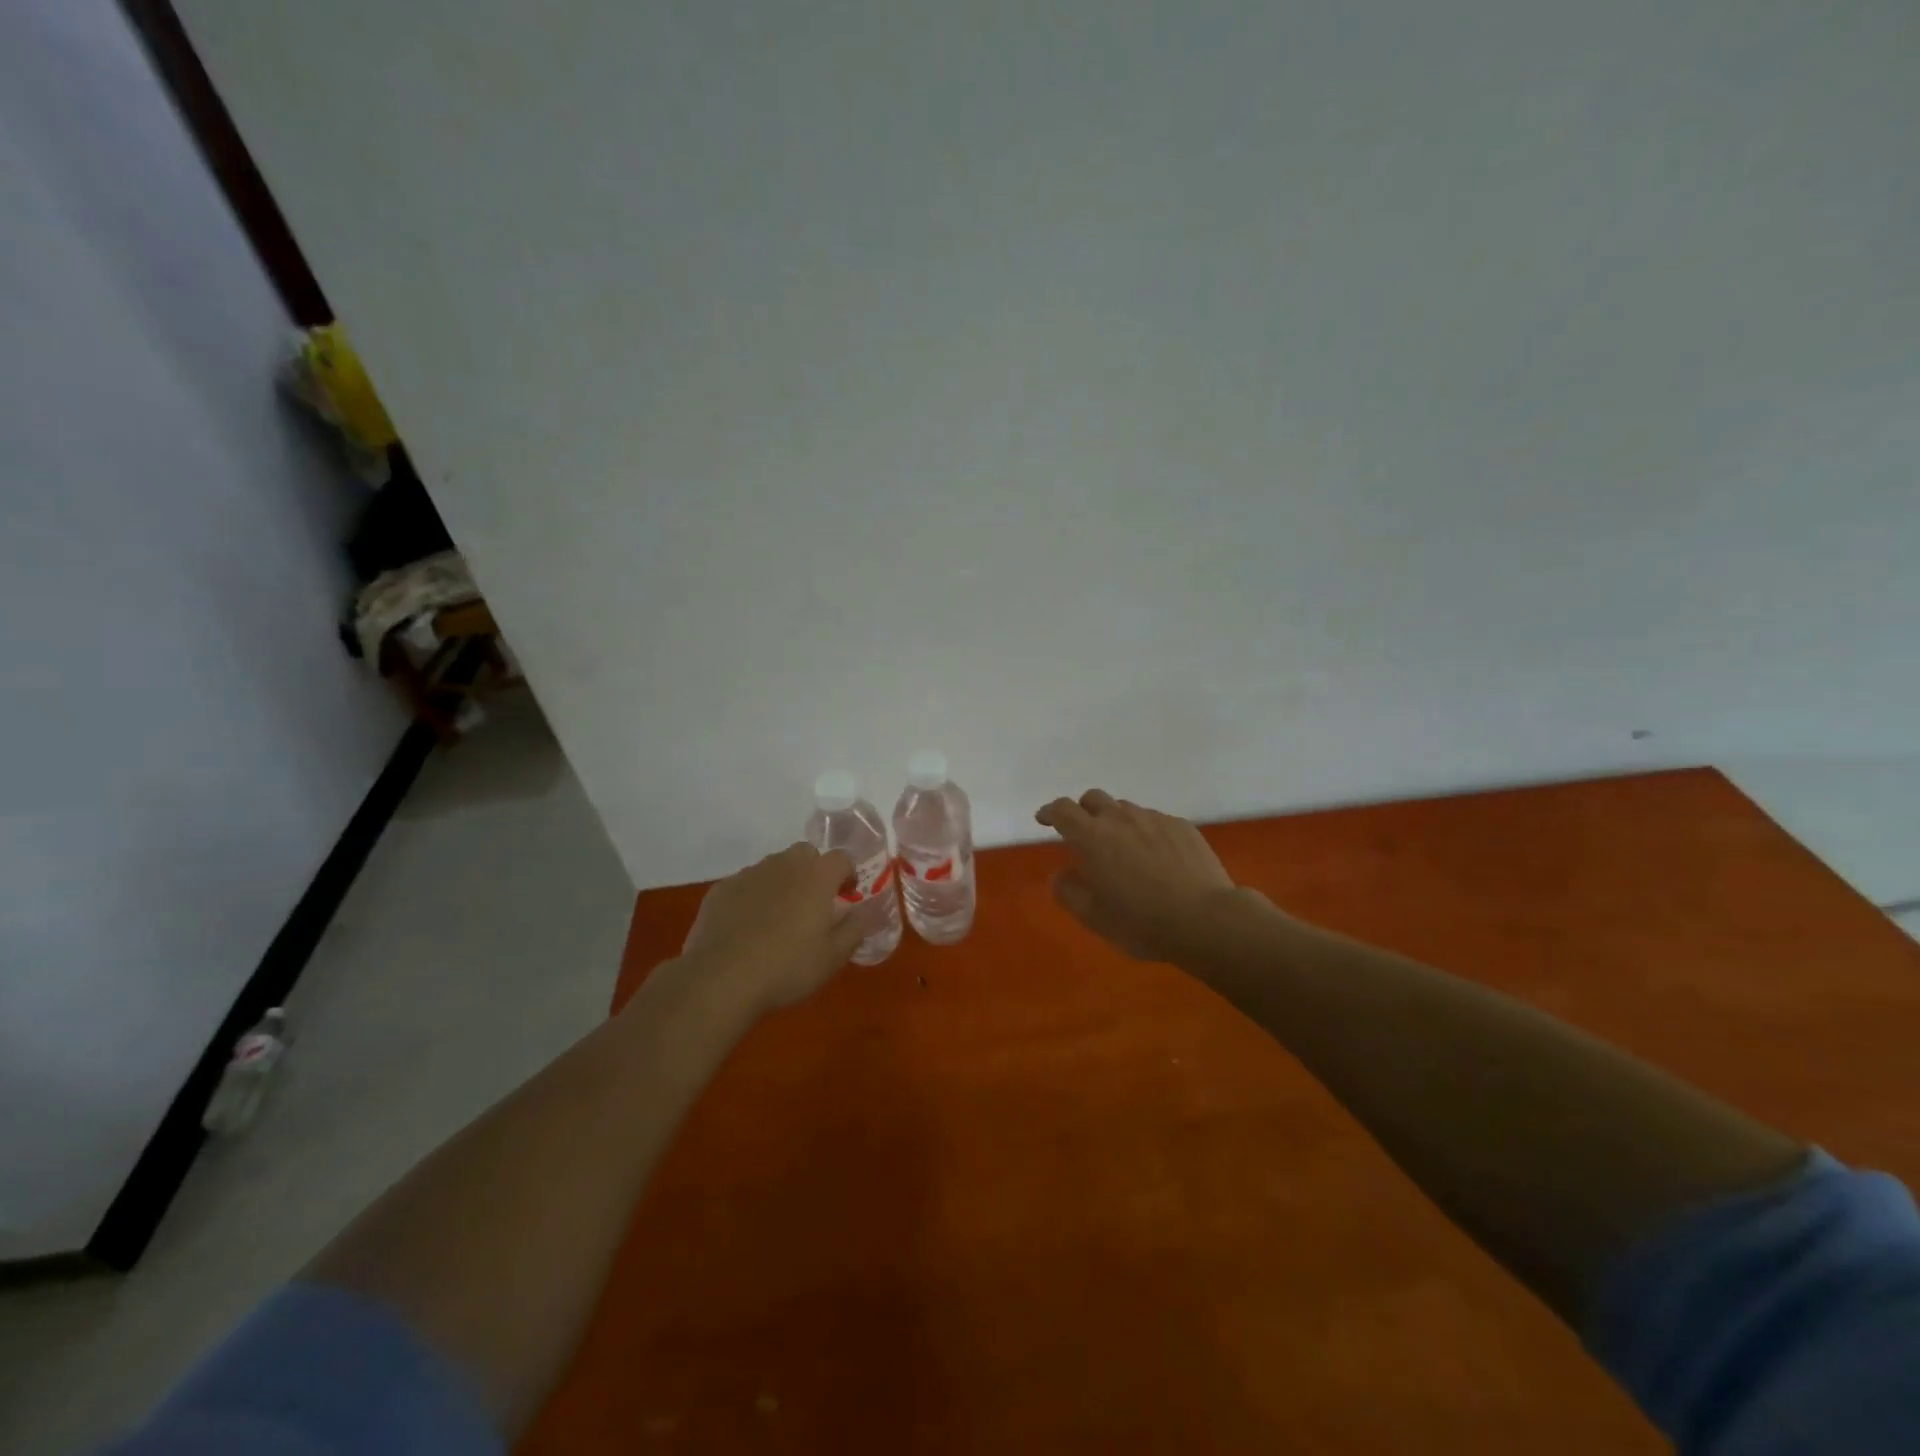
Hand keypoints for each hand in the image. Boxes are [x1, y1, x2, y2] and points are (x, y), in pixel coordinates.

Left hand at [679, 843, 864, 1012]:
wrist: (720, 979)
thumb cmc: (787, 967)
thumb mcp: (833, 957)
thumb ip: (855, 930)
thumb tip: (865, 914)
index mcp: (817, 876)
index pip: (841, 858)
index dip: (848, 874)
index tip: (847, 895)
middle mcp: (784, 865)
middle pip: (805, 853)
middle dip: (814, 871)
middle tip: (814, 903)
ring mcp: (749, 874)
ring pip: (774, 867)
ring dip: (783, 882)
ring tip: (779, 917)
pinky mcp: (721, 889)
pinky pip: (745, 884)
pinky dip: (753, 896)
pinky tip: (748, 927)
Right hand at [1035, 790, 1245, 962]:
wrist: (1206, 920)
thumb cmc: (1142, 922)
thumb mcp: (1094, 917)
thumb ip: (1069, 892)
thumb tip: (1060, 874)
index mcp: (1093, 837)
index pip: (1063, 810)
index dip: (1050, 812)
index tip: (1044, 819)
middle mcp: (1121, 819)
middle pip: (1094, 799)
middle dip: (1083, 810)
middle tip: (1083, 833)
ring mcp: (1155, 819)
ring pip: (1126, 809)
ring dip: (1116, 821)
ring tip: (1123, 848)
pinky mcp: (1182, 826)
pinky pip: (1155, 820)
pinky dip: (1146, 831)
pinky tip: (1156, 857)